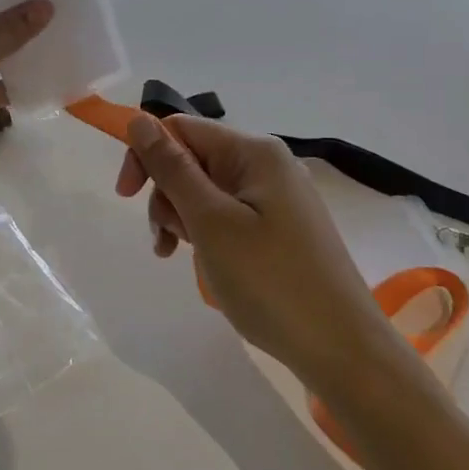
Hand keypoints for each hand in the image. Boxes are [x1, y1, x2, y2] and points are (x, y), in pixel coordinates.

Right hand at [117, 114, 387, 388]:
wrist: (342, 349)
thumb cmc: (270, 281)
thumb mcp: (210, 222)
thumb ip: (172, 168)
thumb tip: (138, 120)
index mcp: (254, 152)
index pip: (180, 128)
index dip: (146, 156)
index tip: (126, 198)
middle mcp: (268, 165)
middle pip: (192, 160)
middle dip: (167, 197)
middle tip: (167, 242)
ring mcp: (277, 199)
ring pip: (206, 193)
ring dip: (185, 221)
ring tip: (189, 260)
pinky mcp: (281, 229)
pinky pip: (228, 217)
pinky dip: (209, 237)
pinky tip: (211, 266)